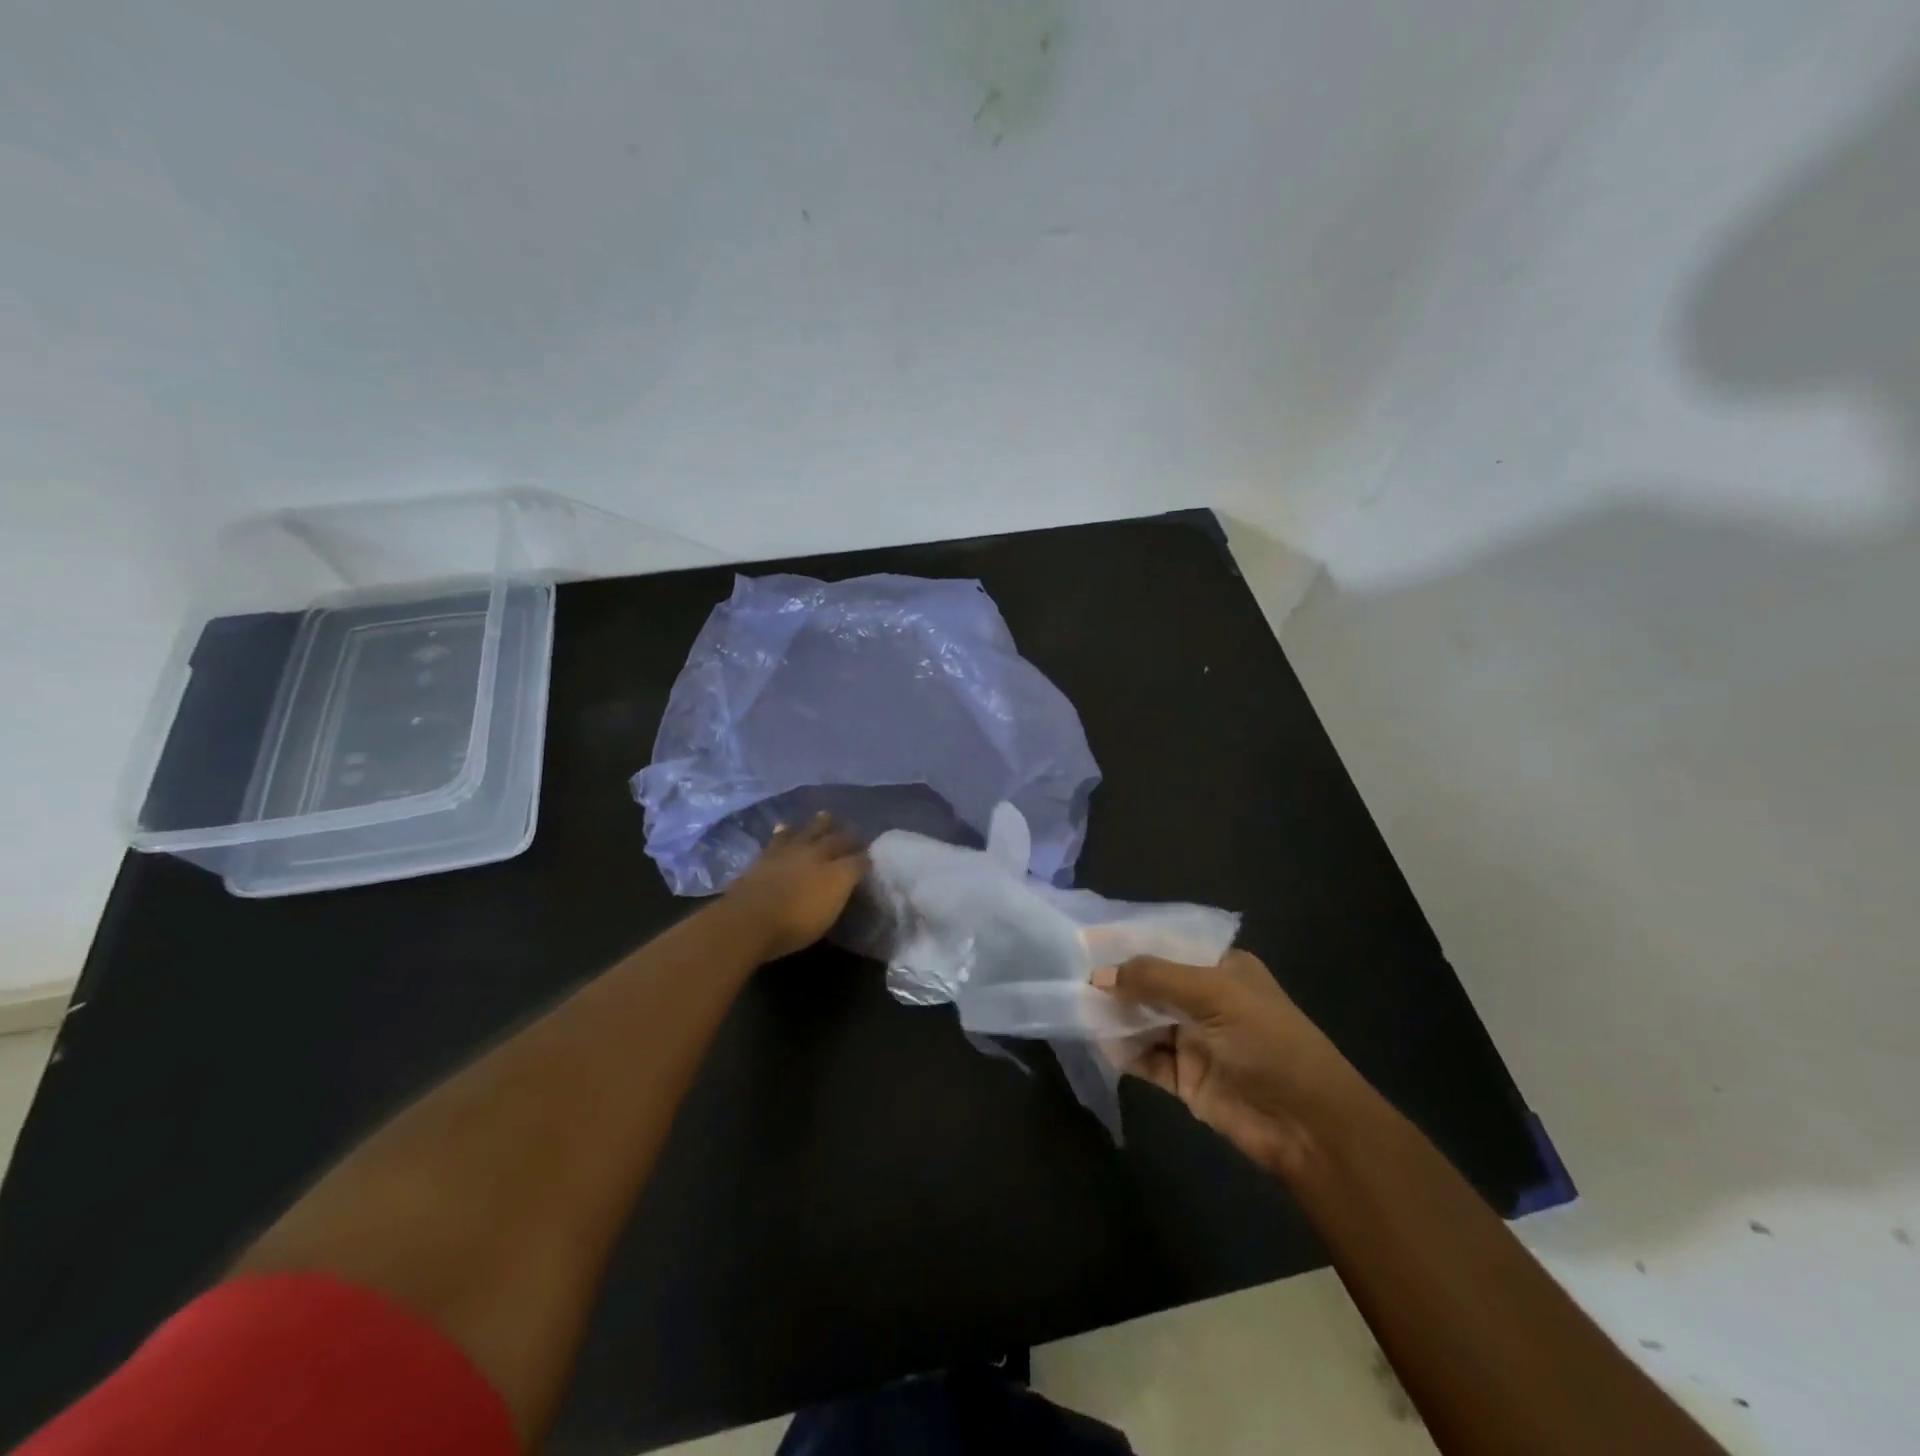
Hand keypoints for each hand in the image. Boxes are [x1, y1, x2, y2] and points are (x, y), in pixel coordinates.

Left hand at [719, 813, 869, 962]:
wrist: (749, 919)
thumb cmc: (793, 928)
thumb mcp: (826, 919)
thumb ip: (838, 896)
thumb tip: (847, 882)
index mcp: (838, 875)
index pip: (859, 861)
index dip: (865, 859)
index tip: (870, 858)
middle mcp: (818, 856)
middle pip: (837, 840)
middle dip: (848, 835)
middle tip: (854, 831)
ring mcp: (791, 852)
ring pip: (810, 830)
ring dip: (820, 823)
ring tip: (825, 815)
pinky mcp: (768, 854)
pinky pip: (780, 836)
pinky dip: (785, 830)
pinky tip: (785, 826)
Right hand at [1092, 950, 1367, 1177]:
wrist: (1308, 1126)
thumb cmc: (1268, 1042)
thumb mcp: (1213, 995)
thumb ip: (1154, 979)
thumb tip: (1098, 975)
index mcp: (1222, 968)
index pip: (1167, 945)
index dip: (1129, 942)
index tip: (1086, 938)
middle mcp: (1206, 999)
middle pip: (1151, 983)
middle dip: (1116, 980)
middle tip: (1068, 972)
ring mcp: (1194, 1040)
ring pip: (1143, 1020)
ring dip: (1114, 1015)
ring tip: (1073, 1004)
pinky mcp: (1185, 1079)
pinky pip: (1144, 1058)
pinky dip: (1121, 1051)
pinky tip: (1095, 1040)